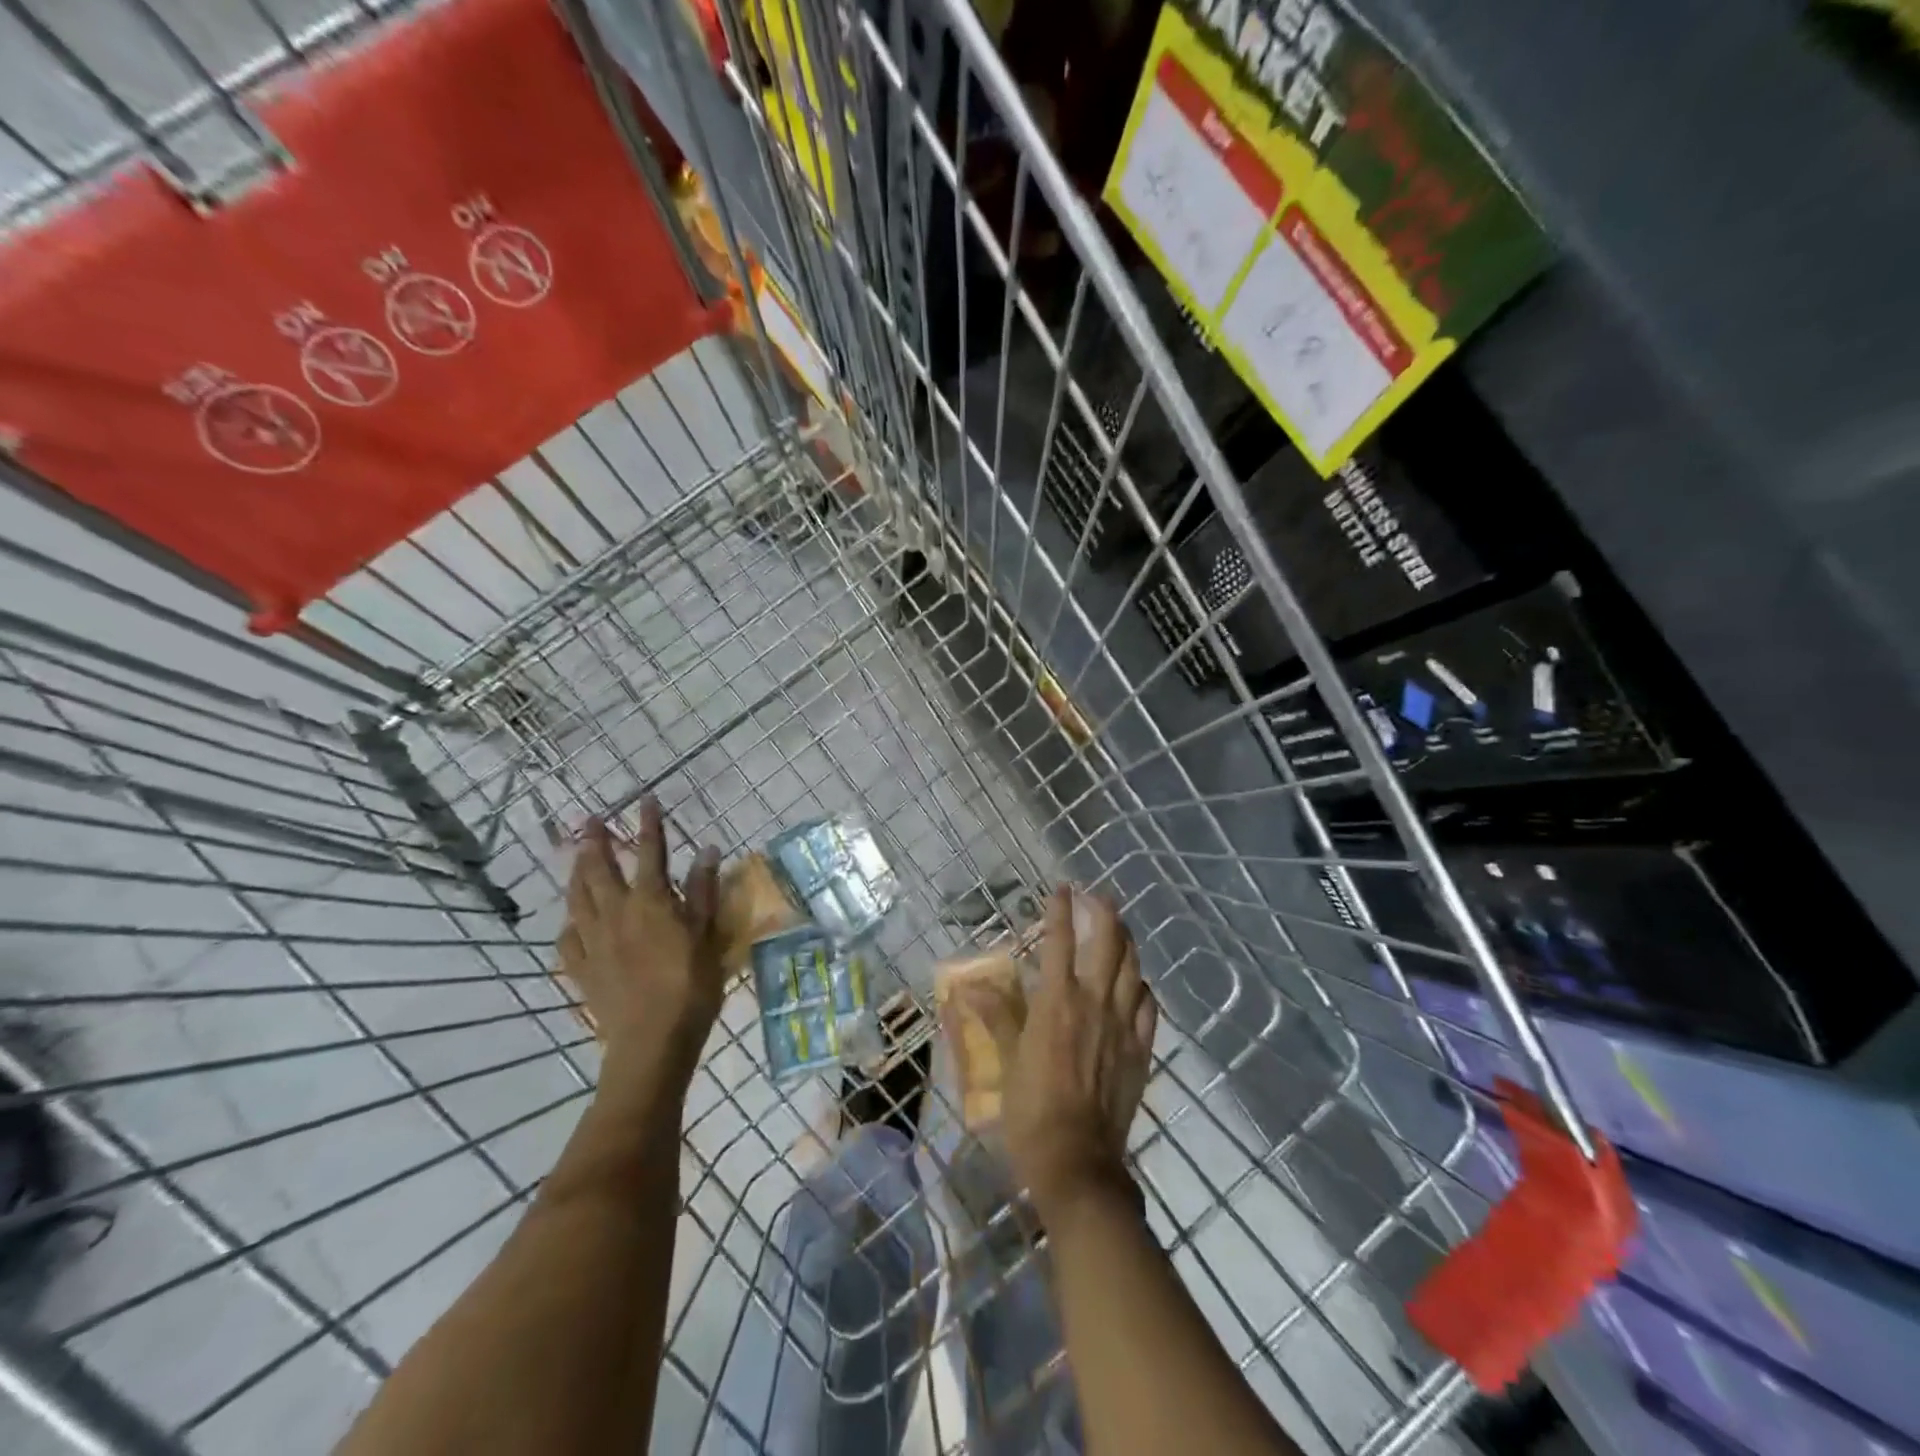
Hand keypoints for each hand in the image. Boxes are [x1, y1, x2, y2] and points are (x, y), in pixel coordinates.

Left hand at [558, 798, 722, 1091]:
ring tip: (576, 857)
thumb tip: (708, 849)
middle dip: (595, 841)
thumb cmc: (689, 987)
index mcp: (650, 902)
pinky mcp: (581, 969)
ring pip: (578, 897)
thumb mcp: (707, 936)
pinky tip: (573, 920)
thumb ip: (703, 892)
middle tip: (590, 820)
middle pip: (600, 869)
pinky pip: (568, 937)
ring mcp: (593, 942)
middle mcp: (616, 914)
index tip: (645, 799)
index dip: (649, 824)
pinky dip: (570, 921)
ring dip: (577, 872)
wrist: (651, 1043)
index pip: (650, 853)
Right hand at [988, 885, 1156, 1219]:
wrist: (1078, 1160)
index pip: (1060, 940)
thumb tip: (969, 988)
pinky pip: (1149, 1007)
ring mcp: (1123, 1025)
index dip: (1061, 910)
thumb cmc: (1032, 1109)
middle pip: (1108, 943)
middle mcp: (1095, 1002)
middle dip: (1105, 913)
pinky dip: (1142, 987)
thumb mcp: (1007, 1060)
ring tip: (1120, 930)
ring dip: (1127, 942)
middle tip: (1099, 898)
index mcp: (1057, 1000)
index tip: (1062, 889)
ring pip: (1133, 969)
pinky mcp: (1141, 1050)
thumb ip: (996, 1017)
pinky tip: (1137, 985)